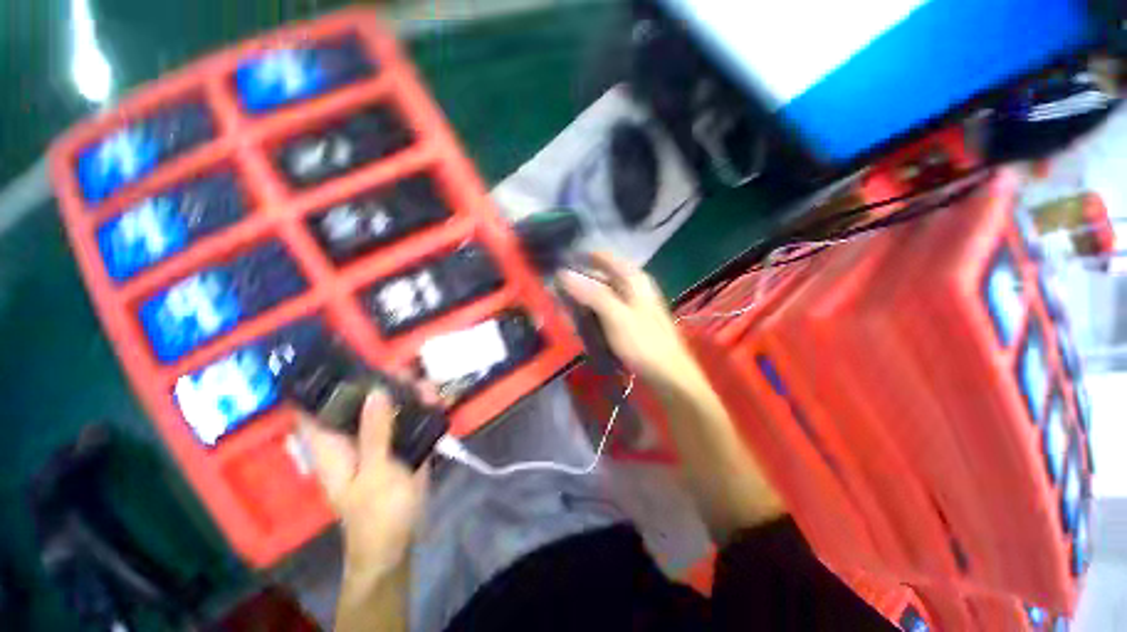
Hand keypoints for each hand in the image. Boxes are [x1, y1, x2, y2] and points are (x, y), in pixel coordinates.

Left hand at [300, 389, 426, 581]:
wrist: (399, 540)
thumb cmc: (377, 512)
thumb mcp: (376, 472)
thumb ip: (375, 432)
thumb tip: (374, 392)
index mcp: (333, 448)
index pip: (315, 411)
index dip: (322, 386)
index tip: (342, 360)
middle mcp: (352, 440)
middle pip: (358, 404)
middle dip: (380, 384)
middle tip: (405, 370)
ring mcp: (377, 442)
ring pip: (387, 410)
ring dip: (408, 396)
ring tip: (429, 388)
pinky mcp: (399, 447)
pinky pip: (407, 421)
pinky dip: (422, 410)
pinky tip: (438, 403)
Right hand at [557, 252, 704, 391]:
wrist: (668, 373)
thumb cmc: (643, 342)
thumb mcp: (615, 316)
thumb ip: (591, 293)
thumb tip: (563, 273)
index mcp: (633, 278)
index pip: (603, 257)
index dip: (580, 258)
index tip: (558, 265)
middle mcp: (633, 285)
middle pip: (600, 275)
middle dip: (578, 281)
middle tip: (555, 291)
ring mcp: (632, 303)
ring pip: (601, 292)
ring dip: (583, 297)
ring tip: (563, 306)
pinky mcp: (629, 319)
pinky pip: (605, 307)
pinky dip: (592, 310)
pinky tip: (581, 319)